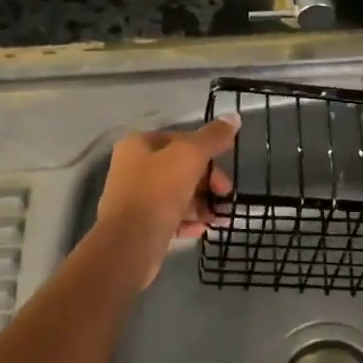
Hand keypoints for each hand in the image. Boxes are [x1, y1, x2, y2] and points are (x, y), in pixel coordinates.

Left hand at [92, 117, 237, 286]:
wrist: (128, 245)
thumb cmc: (158, 191)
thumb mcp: (190, 156)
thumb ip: (213, 137)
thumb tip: (234, 117)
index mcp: (139, 145)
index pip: (181, 139)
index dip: (207, 152)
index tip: (224, 169)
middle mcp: (133, 168)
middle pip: (180, 168)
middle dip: (207, 182)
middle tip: (225, 196)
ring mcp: (135, 198)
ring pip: (177, 194)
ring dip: (202, 204)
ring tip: (219, 218)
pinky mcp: (139, 226)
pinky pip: (169, 217)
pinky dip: (188, 221)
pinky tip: (202, 229)